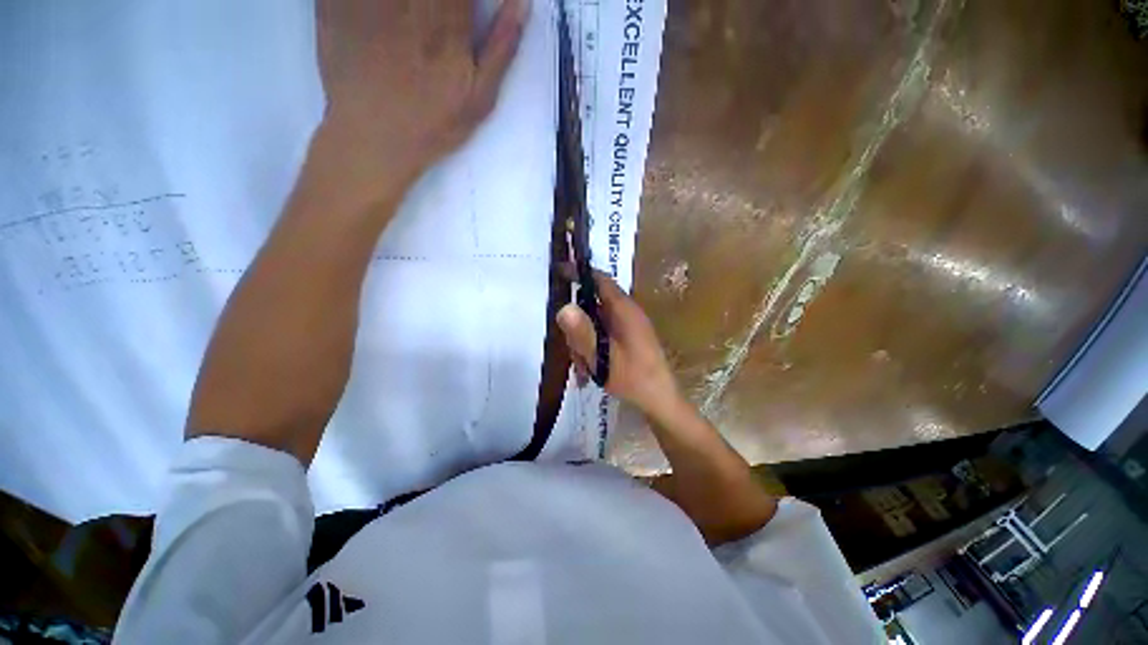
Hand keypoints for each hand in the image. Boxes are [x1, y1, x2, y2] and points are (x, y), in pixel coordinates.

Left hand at [313, 0, 528, 204]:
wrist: (373, 139)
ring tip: (417, 22)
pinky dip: (364, 0)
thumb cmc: (433, 124)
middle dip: (443, 2)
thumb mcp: (480, 99)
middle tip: (442, 20)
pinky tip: (386, 17)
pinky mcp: (337, 2)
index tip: (471, 8)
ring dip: (411, 5)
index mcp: (446, 22)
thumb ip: (501, 49)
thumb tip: (521, 2)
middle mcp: (409, 2)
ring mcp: (369, 0)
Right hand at [557, 271, 681, 419]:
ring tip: (584, 366)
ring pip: (595, 322)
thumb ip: (582, 334)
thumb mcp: (603, 358)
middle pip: (593, 304)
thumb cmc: (634, 378)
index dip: (580, 273)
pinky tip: (590, 369)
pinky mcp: (627, 338)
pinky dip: (593, 347)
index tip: (559, 273)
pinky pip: (603, 334)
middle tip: (572, 348)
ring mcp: (628, 326)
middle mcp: (627, 313)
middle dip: (578, 324)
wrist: (660, 400)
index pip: (600, 280)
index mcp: (624, 310)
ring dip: (584, 341)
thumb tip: (563, 308)